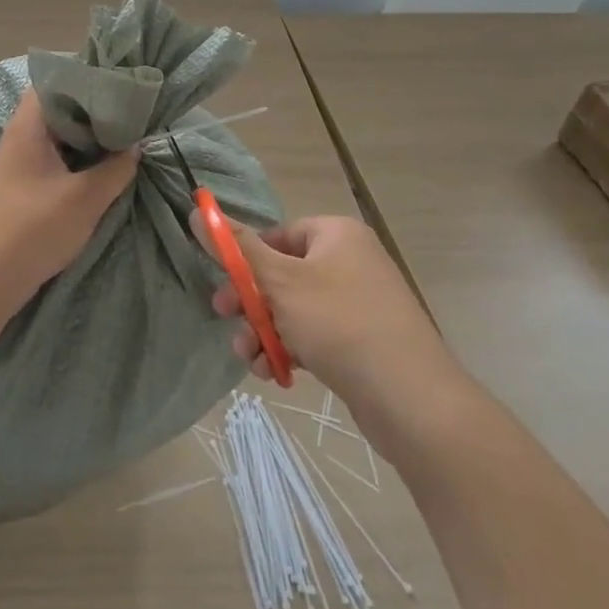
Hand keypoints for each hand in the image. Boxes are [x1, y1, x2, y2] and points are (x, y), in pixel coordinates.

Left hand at [0, 91, 137, 311]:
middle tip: (132, 113)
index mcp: (28, 126)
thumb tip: (135, 145)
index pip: (56, 81)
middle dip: (95, 110)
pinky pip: (54, 158)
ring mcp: (18, 162)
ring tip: (124, 138)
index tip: (123, 86)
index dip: (89, 79)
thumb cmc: (32, 230)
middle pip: (59, 108)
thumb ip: (116, 168)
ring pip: (58, 136)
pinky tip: (102, 169)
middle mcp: (19, 136)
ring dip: (87, 137)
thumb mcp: (85, 199)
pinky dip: (77, 158)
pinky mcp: (21, 185)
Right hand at [196, 213, 445, 395]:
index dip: (248, 259)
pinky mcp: (364, 341)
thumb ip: (237, 249)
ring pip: (295, 309)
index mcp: (337, 235)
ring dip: (264, 331)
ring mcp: (360, 303)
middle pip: (283, 273)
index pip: (279, 234)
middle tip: (224, 319)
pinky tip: (273, 372)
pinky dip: (290, 348)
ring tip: (249, 358)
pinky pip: (316, 335)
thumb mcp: (279, 281)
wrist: (410, 398)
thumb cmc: (338, 323)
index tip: (226, 284)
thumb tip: (198, 211)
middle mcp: (351, 261)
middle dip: (251, 302)